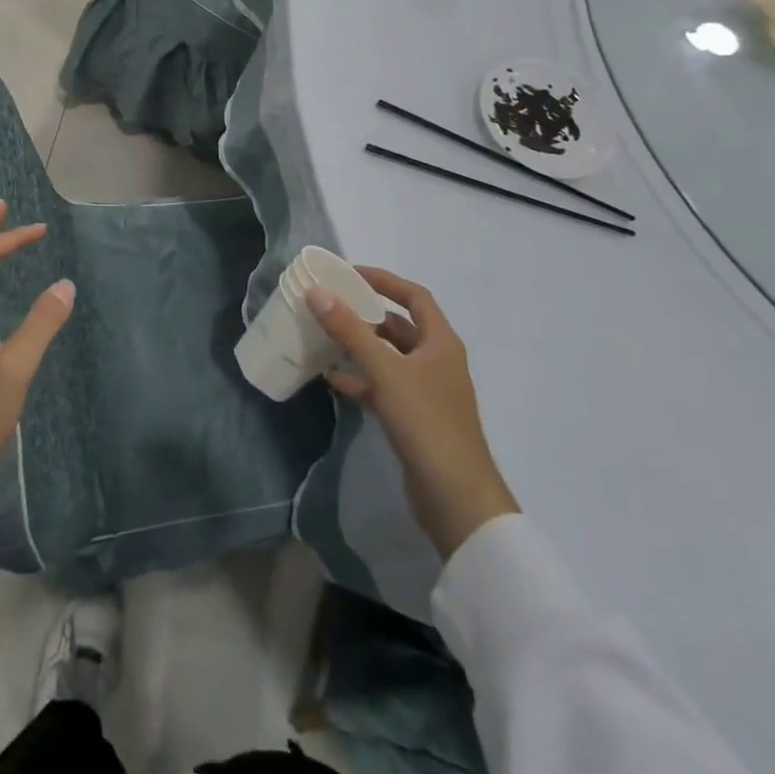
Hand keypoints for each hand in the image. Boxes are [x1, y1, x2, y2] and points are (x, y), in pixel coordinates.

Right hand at [307, 268, 518, 559]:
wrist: (456, 499)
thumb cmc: (427, 423)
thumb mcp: (385, 371)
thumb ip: (350, 331)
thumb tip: (317, 292)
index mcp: (440, 343)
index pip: (414, 296)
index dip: (383, 280)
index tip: (349, 273)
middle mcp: (436, 361)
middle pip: (399, 326)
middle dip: (365, 314)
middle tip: (329, 304)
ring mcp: (426, 392)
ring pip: (388, 357)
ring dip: (359, 346)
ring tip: (323, 337)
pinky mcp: (413, 419)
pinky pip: (382, 387)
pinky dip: (359, 379)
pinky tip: (331, 379)